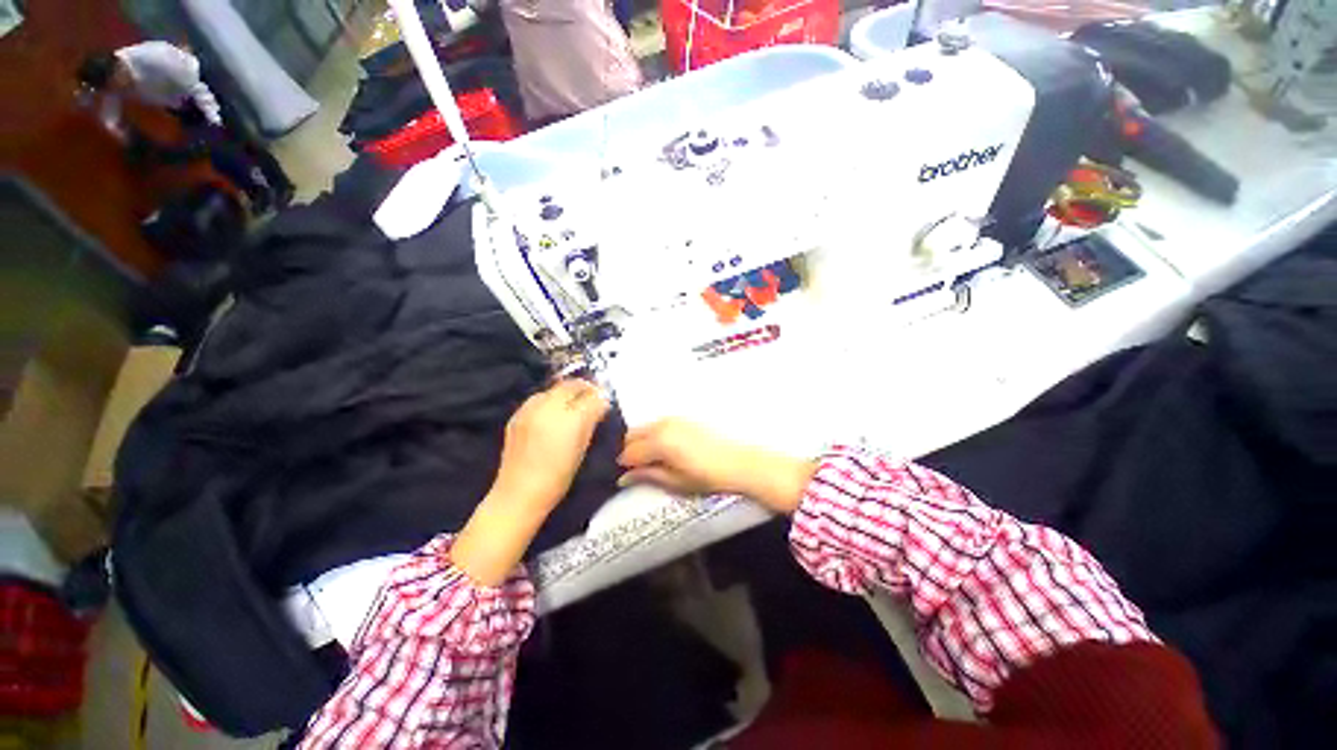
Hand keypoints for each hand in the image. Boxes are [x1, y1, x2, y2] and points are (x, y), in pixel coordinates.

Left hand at [452, 380, 609, 585]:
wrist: (520, 493)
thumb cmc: (559, 476)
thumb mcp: (583, 447)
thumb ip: (592, 420)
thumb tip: (600, 404)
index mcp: (569, 417)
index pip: (589, 394)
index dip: (599, 395)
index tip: (604, 401)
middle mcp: (547, 407)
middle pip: (569, 386)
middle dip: (583, 389)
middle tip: (591, 399)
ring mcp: (528, 409)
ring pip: (553, 390)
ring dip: (565, 393)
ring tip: (571, 406)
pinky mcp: (516, 416)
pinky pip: (537, 399)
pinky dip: (549, 401)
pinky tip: (551, 415)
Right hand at [617, 419, 815, 513]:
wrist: (739, 462)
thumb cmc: (707, 476)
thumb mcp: (676, 482)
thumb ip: (648, 476)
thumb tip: (624, 478)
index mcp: (659, 442)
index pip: (629, 452)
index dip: (625, 465)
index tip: (627, 474)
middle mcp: (662, 425)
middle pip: (632, 435)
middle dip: (630, 450)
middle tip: (638, 467)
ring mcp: (674, 418)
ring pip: (645, 427)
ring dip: (642, 441)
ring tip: (653, 458)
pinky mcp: (684, 417)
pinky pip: (659, 423)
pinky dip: (654, 434)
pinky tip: (665, 448)